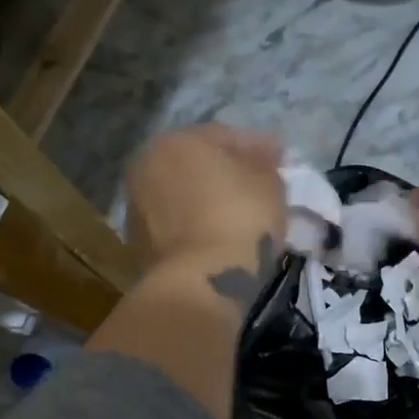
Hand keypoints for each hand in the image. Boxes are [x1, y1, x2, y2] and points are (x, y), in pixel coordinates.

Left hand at [126, 124, 286, 304]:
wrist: (200, 282)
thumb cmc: (239, 221)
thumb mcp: (270, 186)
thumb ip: (265, 168)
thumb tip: (261, 163)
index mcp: (177, 141)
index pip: (225, 136)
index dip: (258, 147)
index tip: (281, 158)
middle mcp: (147, 166)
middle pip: (196, 165)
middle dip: (225, 173)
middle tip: (256, 187)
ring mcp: (137, 208)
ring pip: (181, 197)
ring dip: (205, 202)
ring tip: (235, 217)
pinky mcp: (138, 246)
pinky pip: (176, 227)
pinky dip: (194, 228)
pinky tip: (216, 238)